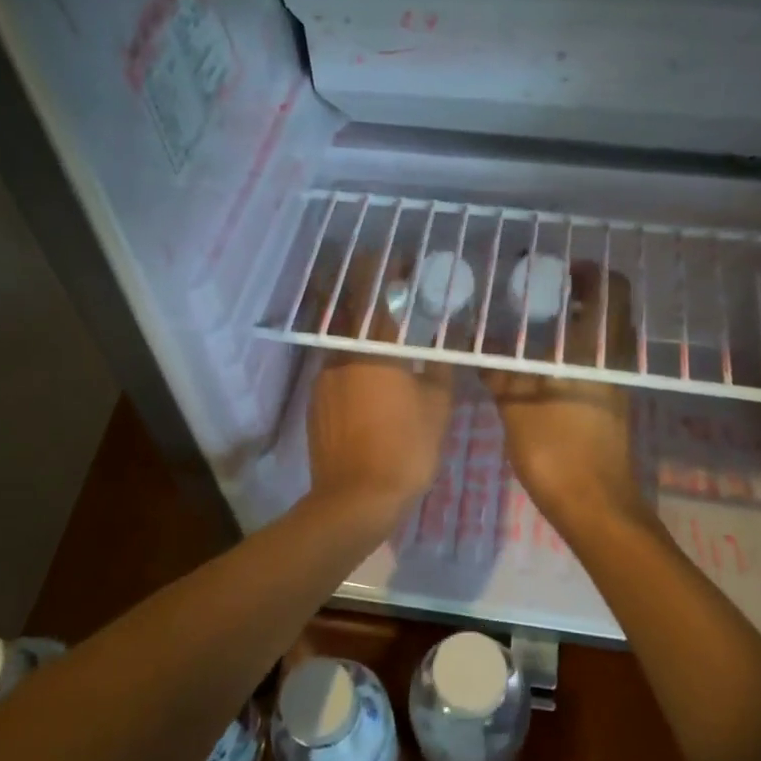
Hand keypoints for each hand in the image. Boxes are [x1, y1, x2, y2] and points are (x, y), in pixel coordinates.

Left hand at [304, 270, 454, 540]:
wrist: (354, 500)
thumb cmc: (405, 448)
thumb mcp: (438, 405)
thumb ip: (440, 366)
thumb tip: (444, 343)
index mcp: (374, 348)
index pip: (376, 293)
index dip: (386, 270)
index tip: (400, 260)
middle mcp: (342, 355)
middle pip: (355, 313)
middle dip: (373, 298)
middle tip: (397, 296)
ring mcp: (323, 380)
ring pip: (345, 344)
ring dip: (364, 334)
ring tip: (390, 341)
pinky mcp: (316, 404)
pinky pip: (337, 370)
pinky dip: (354, 364)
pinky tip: (372, 382)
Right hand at [482, 263, 645, 528]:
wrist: (593, 506)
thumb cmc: (557, 449)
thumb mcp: (516, 405)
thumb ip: (499, 371)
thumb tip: (477, 346)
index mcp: (597, 351)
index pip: (612, 292)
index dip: (592, 273)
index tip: (560, 268)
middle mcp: (612, 361)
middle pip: (607, 313)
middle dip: (578, 297)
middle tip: (539, 292)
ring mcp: (613, 386)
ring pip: (600, 340)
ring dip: (574, 326)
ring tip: (532, 325)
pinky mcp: (608, 407)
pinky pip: (593, 364)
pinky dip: (572, 353)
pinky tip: (537, 365)